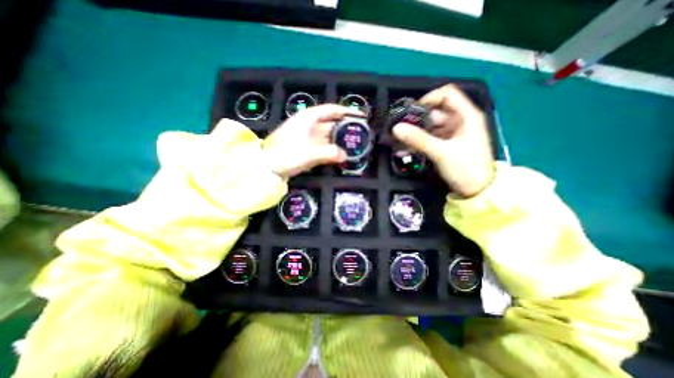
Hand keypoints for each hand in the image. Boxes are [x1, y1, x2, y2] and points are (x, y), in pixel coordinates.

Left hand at [264, 104, 357, 178]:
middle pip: (331, 123)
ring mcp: (307, 137)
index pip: (331, 110)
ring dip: (339, 140)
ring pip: (328, 136)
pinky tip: (340, 154)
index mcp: (308, 118)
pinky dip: (332, 149)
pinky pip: (323, 145)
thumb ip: (329, 153)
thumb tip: (345, 155)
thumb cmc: (286, 154)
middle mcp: (309, 125)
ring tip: (354, 145)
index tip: (360, 116)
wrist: (267, 166)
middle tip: (360, 134)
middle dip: (345, 128)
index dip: (346, 112)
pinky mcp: (306, 147)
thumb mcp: (309, 153)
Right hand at [396, 84, 492, 197]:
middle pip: (435, 112)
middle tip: (401, 130)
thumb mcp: (441, 152)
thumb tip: (396, 128)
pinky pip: (431, 138)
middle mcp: (460, 121)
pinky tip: (407, 148)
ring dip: (416, 132)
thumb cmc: (466, 168)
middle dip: (417, 120)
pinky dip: (419, 141)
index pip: (447, 94)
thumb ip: (418, 139)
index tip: (412, 112)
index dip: (428, 99)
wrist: (478, 191)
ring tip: (400, 141)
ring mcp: (453, 133)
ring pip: (431, 126)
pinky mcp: (448, 144)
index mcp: (466, 115)